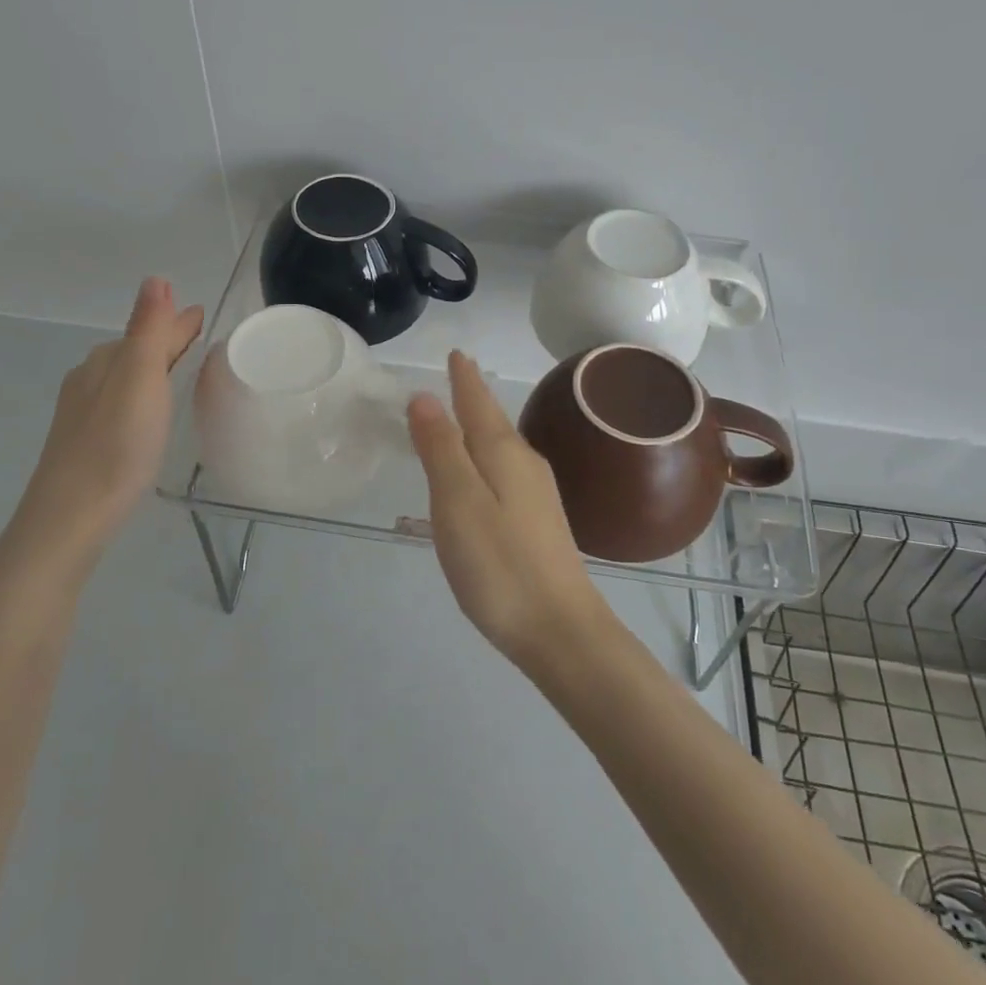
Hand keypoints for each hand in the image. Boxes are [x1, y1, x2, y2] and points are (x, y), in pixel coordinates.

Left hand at [11, 278, 203, 567]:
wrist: (70, 518)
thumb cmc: (115, 445)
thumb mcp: (140, 380)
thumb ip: (149, 330)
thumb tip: (156, 278)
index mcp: (105, 361)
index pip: (150, 330)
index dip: (178, 323)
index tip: (205, 318)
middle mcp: (90, 380)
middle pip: (135, 351)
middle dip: (166, 342)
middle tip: (201, 344)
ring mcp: (83, 414)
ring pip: (126, 379)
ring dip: (153, 370)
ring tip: (182, 376)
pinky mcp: (85, 444)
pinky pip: (121, 404)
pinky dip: (142, 397)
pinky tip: (149, 417)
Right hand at [408, 351, 612, 669]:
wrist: (560, 630)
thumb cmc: (499, 564)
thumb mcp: (458, 502)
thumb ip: (441, 448)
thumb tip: (425, 396)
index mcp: (504, 454)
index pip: (478, 403)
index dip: (464, 379)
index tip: (457, 354)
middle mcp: (526, 465)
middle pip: (493, 422)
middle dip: (474, 398)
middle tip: (458, 376)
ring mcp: (538, 495)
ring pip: (502, 448)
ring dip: (481, 428)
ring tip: (465, 416)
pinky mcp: (539, 523)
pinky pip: (506, 472)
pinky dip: (487, 459)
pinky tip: (484, 476)